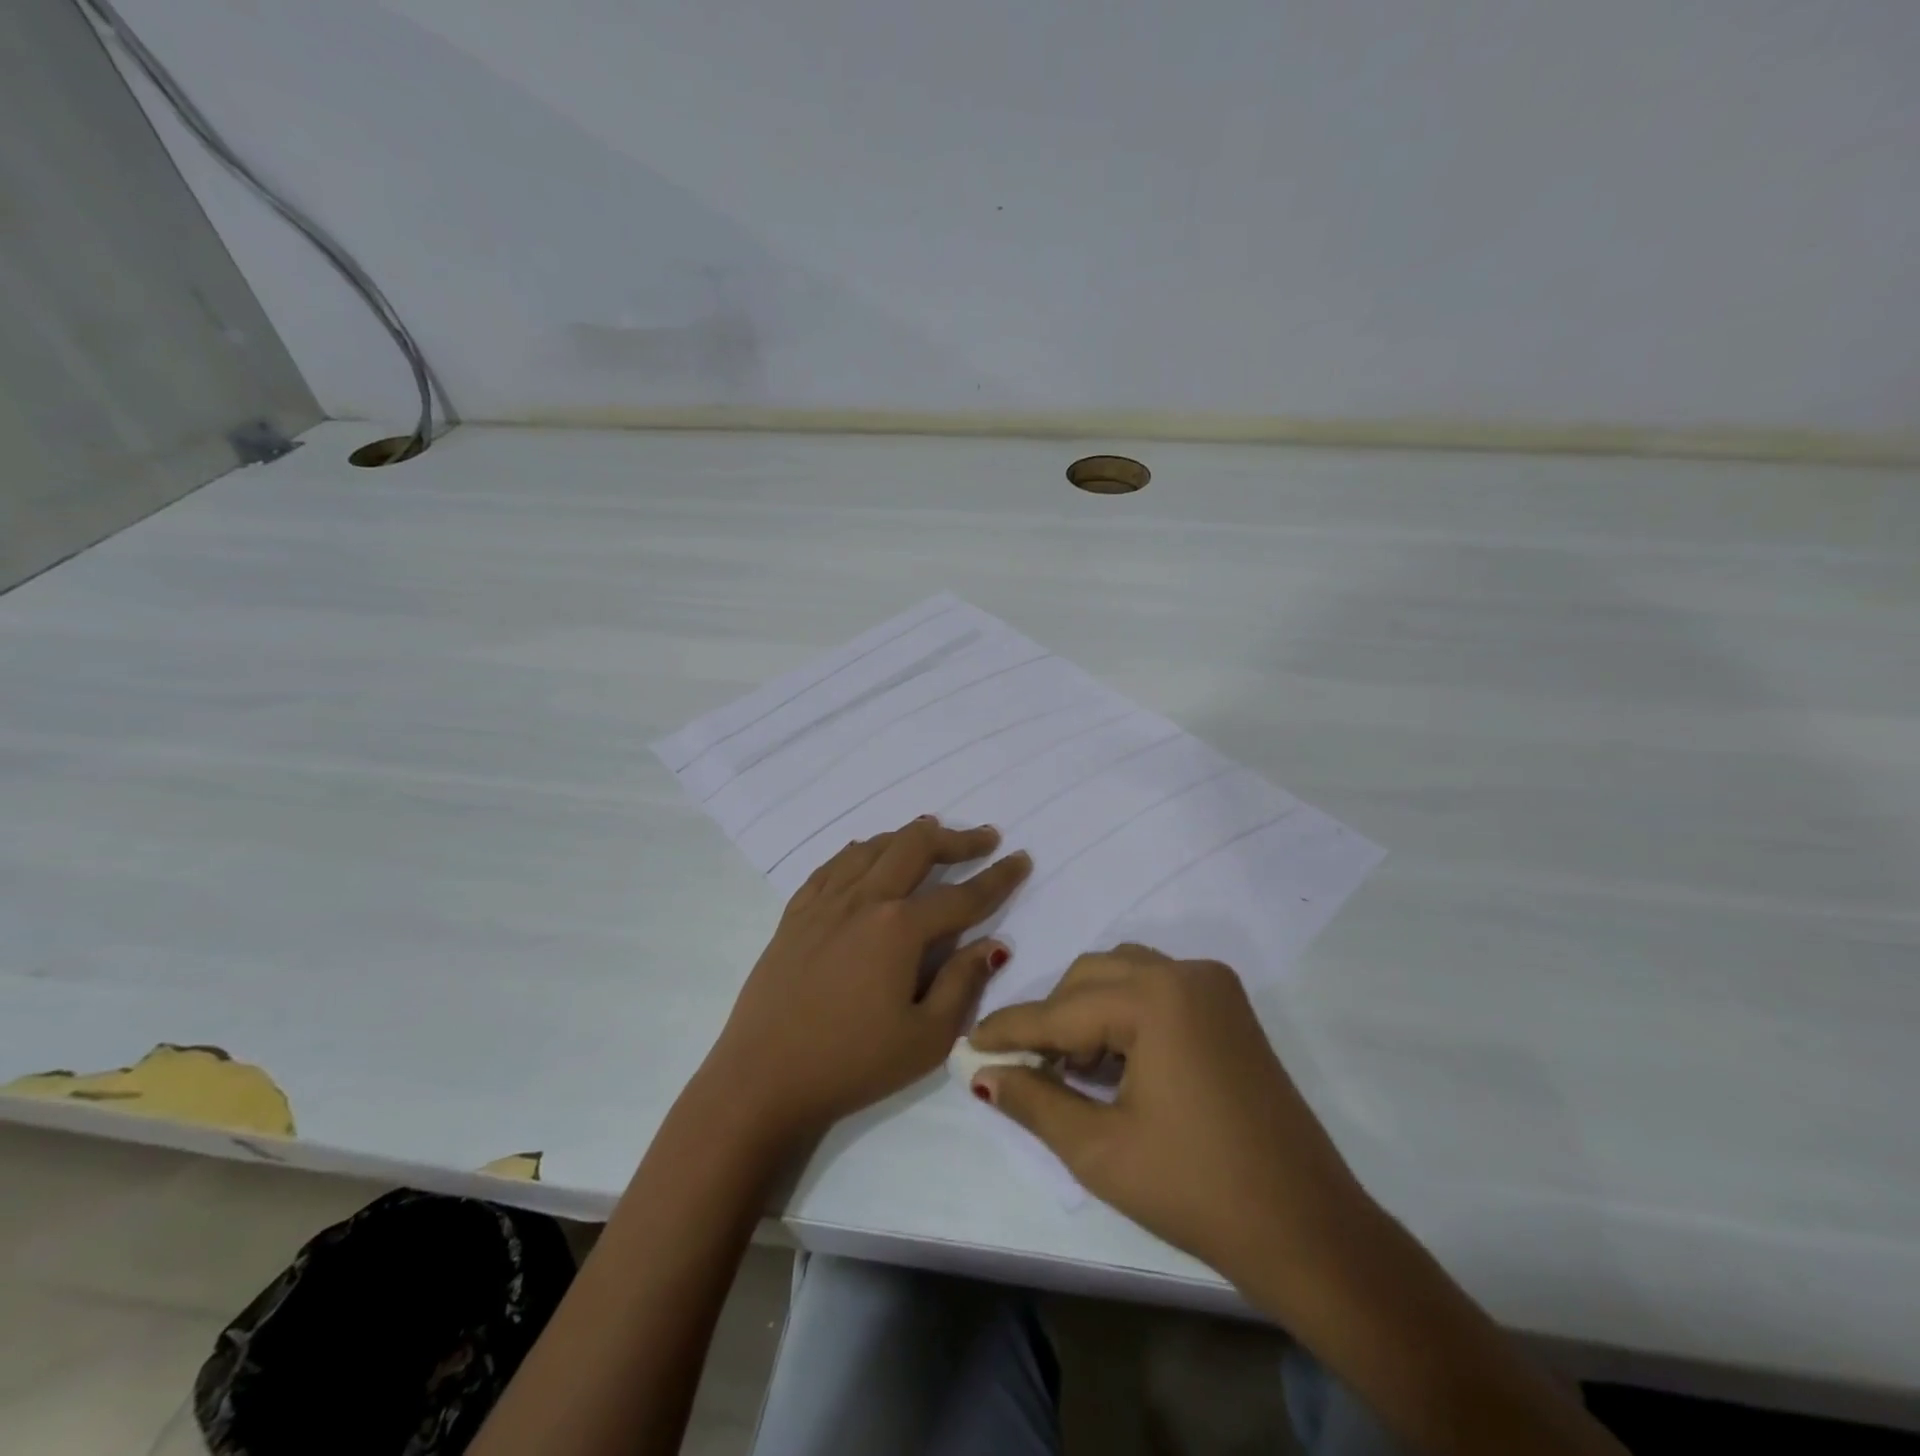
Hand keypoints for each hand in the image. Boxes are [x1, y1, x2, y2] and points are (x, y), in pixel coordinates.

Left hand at [703, 815, 1030, 1146]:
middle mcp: (863, 899)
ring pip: (873, 847)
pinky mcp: (796, 913)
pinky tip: (868, 853)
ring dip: (909, 837)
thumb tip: (993, 944)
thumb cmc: (852, 1064)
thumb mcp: (926, 1038)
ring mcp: (824, 901)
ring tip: (931, 836)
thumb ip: (963, 983)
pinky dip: (861, 851)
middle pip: (916, 848)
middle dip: (956, 839)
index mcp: (899, 928)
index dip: (998, 877)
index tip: (1021, 859)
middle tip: (983, 838)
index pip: (962, 895)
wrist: (762, 1079)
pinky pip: (834, 864)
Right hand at [970, 944, 1368, 1292]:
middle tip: (1025, 1066)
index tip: (969, 1042)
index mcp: (1155, 997)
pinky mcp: (1230, 1008)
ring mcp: (1214, 986)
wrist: (1307, 1230)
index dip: (1010, 1029)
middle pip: (1090, 976)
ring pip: (1123, 975)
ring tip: (1070, 1069)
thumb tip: (982, 1075)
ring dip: (1087, 1011)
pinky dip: (1125, 1014)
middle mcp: (1185, 972)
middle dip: (1052, 1017)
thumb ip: (1034, 1100)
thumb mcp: (1100, 1150)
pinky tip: (1113, 1063)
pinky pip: (1158, 989)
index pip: (1060, 1009)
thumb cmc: (1196, 1190)